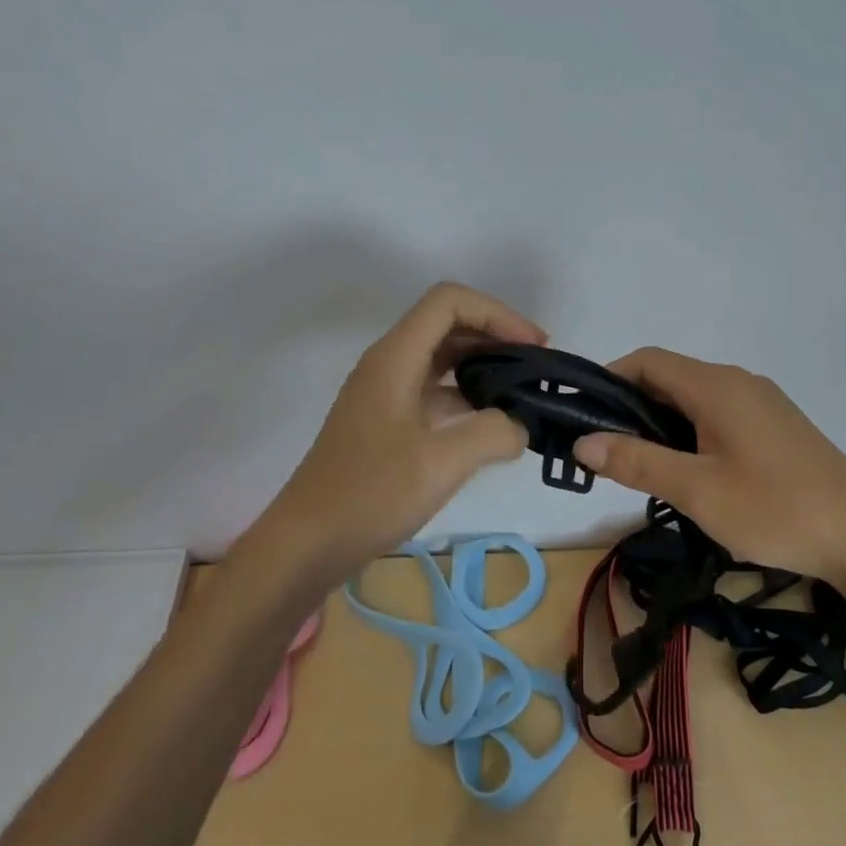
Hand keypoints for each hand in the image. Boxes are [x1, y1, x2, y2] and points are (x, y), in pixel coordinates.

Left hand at [262, 282, 544, 575]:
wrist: (307, 544)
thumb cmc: (370, 495)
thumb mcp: (441, 463)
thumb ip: (493, 433)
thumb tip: (519, 427)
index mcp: (395, 358)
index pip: (449, 301)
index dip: (497, 313)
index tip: (533, 347)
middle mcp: (388, 365)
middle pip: (447, 324)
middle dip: (496, 335)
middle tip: (537, 366)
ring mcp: (385, 394)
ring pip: (442, 358)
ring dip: (484, 365)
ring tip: (522, 392)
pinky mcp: (387, 423)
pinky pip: (434, 391)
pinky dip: (467, 396)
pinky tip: (492, 425)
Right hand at [571, 348, 845, 584]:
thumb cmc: (774, 509)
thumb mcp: (696, 490)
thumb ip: (637, 461)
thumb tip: (583, 442)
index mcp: (716, 386)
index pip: (648, 361)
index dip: (610, 378)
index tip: (584, 414)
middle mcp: (739, 381)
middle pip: (671, 378)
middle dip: (632, 406)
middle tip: (608, 450)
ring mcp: (763, 402)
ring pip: (696, 398)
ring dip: (662, 422)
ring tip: (642, 465)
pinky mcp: (778, 425)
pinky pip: (720, 414)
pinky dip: (692, 431)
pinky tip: (691, 471)